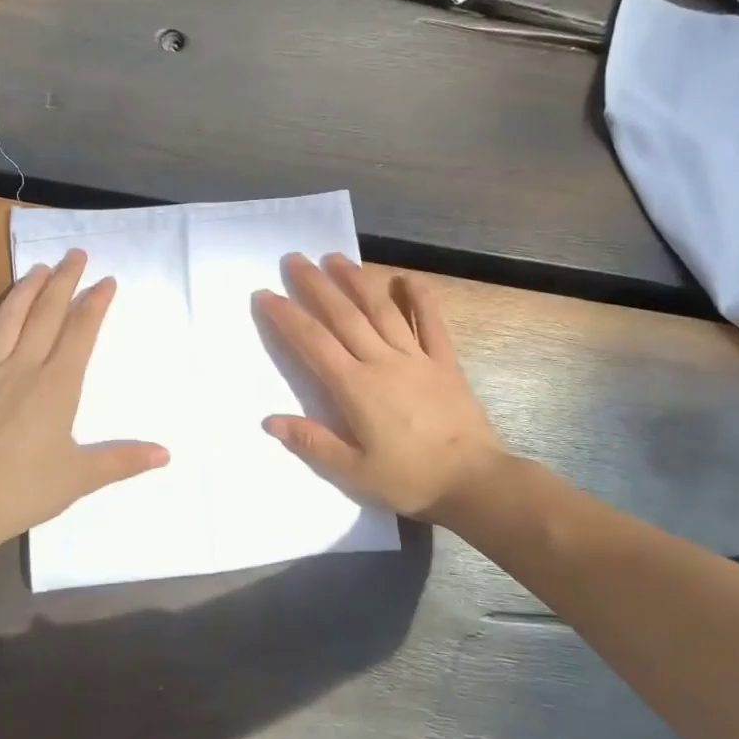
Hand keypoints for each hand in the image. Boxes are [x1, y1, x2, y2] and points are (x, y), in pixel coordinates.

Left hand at [0, 250, 168, 544]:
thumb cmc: (25, 489)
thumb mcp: (81, 477)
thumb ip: (123, 460)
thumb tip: (166, 454)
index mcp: (57, 385)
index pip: (81, 332)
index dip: (95, 304)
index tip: (107, 280)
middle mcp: (23, 368)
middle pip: (46, 315)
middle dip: (63, 282)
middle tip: (74, 255)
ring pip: (6, 322)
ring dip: (22, 292)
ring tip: (35, 269)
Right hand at [256, 253, 506, 522]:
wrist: (473, 481)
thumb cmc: (410, 479)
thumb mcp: (353, 472)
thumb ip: (312, 443)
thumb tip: (270, 420)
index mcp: (356, 388)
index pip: (313, 343)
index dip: (287, 317)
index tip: (265, 294)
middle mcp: (382, 361)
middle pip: (343, 315)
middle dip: (315, 285)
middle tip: (293, 260)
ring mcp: (416, 357)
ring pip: (381, 309)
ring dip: (356, 281)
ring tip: (335, 258)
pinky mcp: (444, 361)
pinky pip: (431, 321)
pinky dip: (420, 297)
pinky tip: (406, 278)